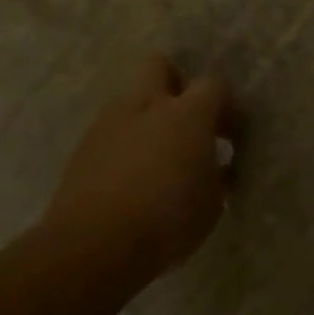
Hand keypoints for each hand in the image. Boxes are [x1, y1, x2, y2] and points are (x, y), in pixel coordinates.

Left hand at [42, 55, 233, 286]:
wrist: (91, 249)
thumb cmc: (167, 220)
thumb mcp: (212, 202)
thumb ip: (217, 174)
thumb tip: (215, 167)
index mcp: (187, 113)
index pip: (215, 85)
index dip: (227, 107)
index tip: (231, 137)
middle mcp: (147, 106)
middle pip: (159, 65)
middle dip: (175, 83)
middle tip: (186, 118)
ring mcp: (108, 125)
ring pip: (130, 100)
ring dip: (147, 118)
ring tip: (157, 155)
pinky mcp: (82, 150)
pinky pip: (110, 133)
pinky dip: (124, 145)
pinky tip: (131, 177)